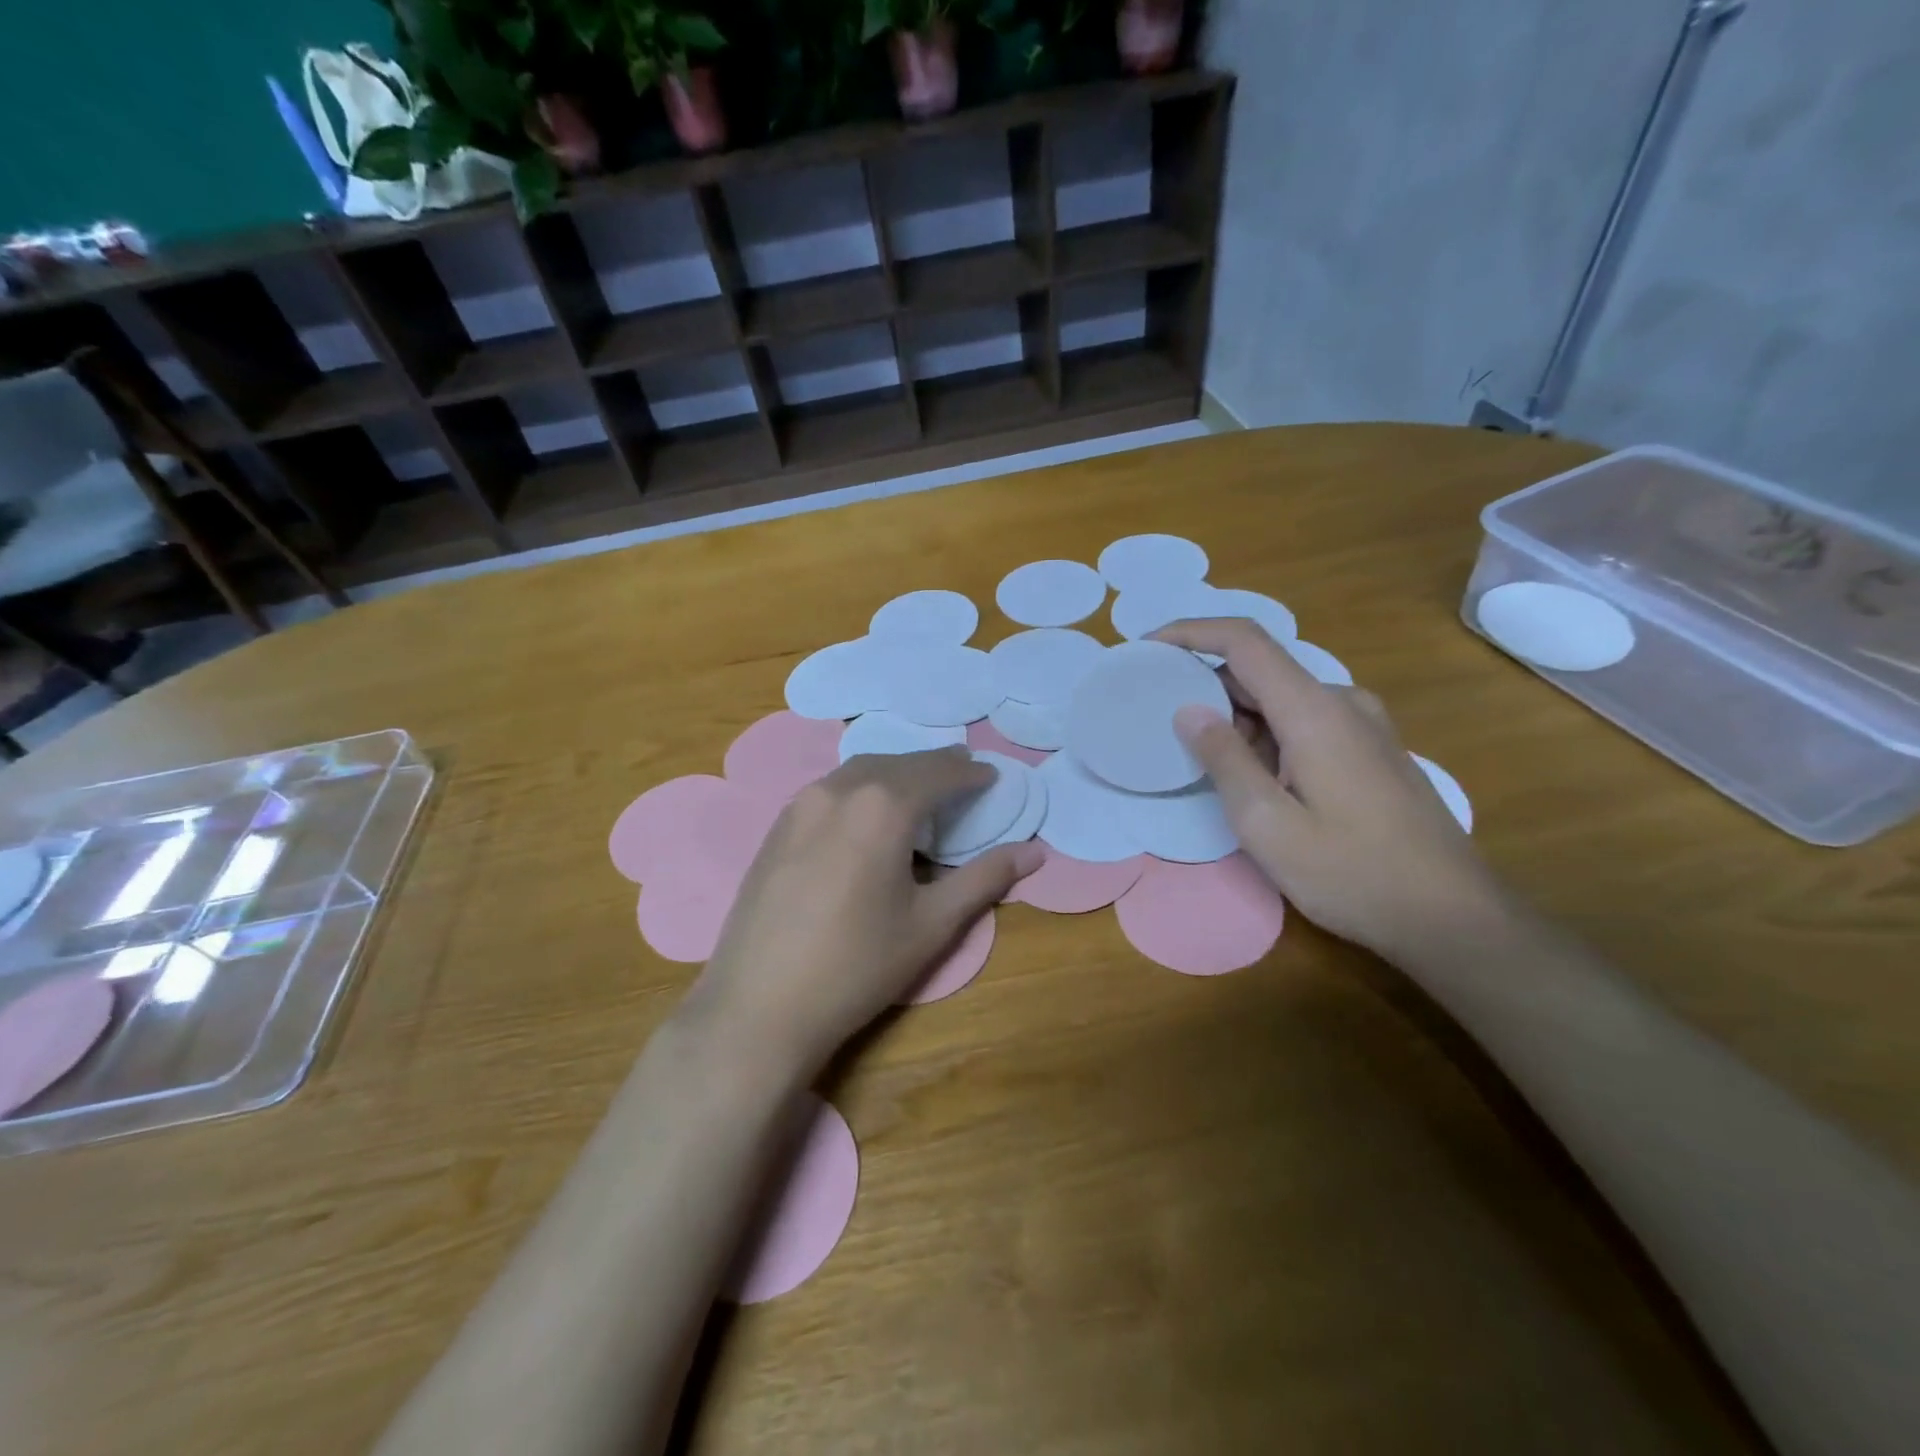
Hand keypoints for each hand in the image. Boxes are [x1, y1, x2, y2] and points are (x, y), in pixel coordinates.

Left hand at [683, 749, 1042, 1080]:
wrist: (758, 1006)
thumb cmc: (856, 966)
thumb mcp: (931, 924)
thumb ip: (984, 879)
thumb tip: (1036, 852)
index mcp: (883, 806)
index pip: (939, 773)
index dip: (970, 773)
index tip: (992, 777)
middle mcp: (840, 790)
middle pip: (899, 763)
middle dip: (935, 765)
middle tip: (963, 773)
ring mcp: (800, 804)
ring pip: (860, 770)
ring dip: (897, 771)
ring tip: (921, 788)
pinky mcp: (777, 826)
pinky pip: (831, 789)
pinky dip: (862, 787)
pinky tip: (869, 813)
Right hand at [1153, 619, 1505, 960]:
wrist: (1453, 916)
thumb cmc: (1352, 874)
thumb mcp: (1268, 825)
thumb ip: (1224, 760)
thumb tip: (1188, 710)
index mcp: (1314, 710)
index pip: (1244, 641)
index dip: (1190, 632)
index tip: (1147, 647)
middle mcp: (1342, 702)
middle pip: (1260, 670)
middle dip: (1206, 689)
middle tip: (1163, 728)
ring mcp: (1364, 724)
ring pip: (1281, 701)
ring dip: (1238, 721)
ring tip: (1205, 768)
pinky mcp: (1372, 749)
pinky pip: (1305, 722)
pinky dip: (1267, 736)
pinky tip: (1256, 783)